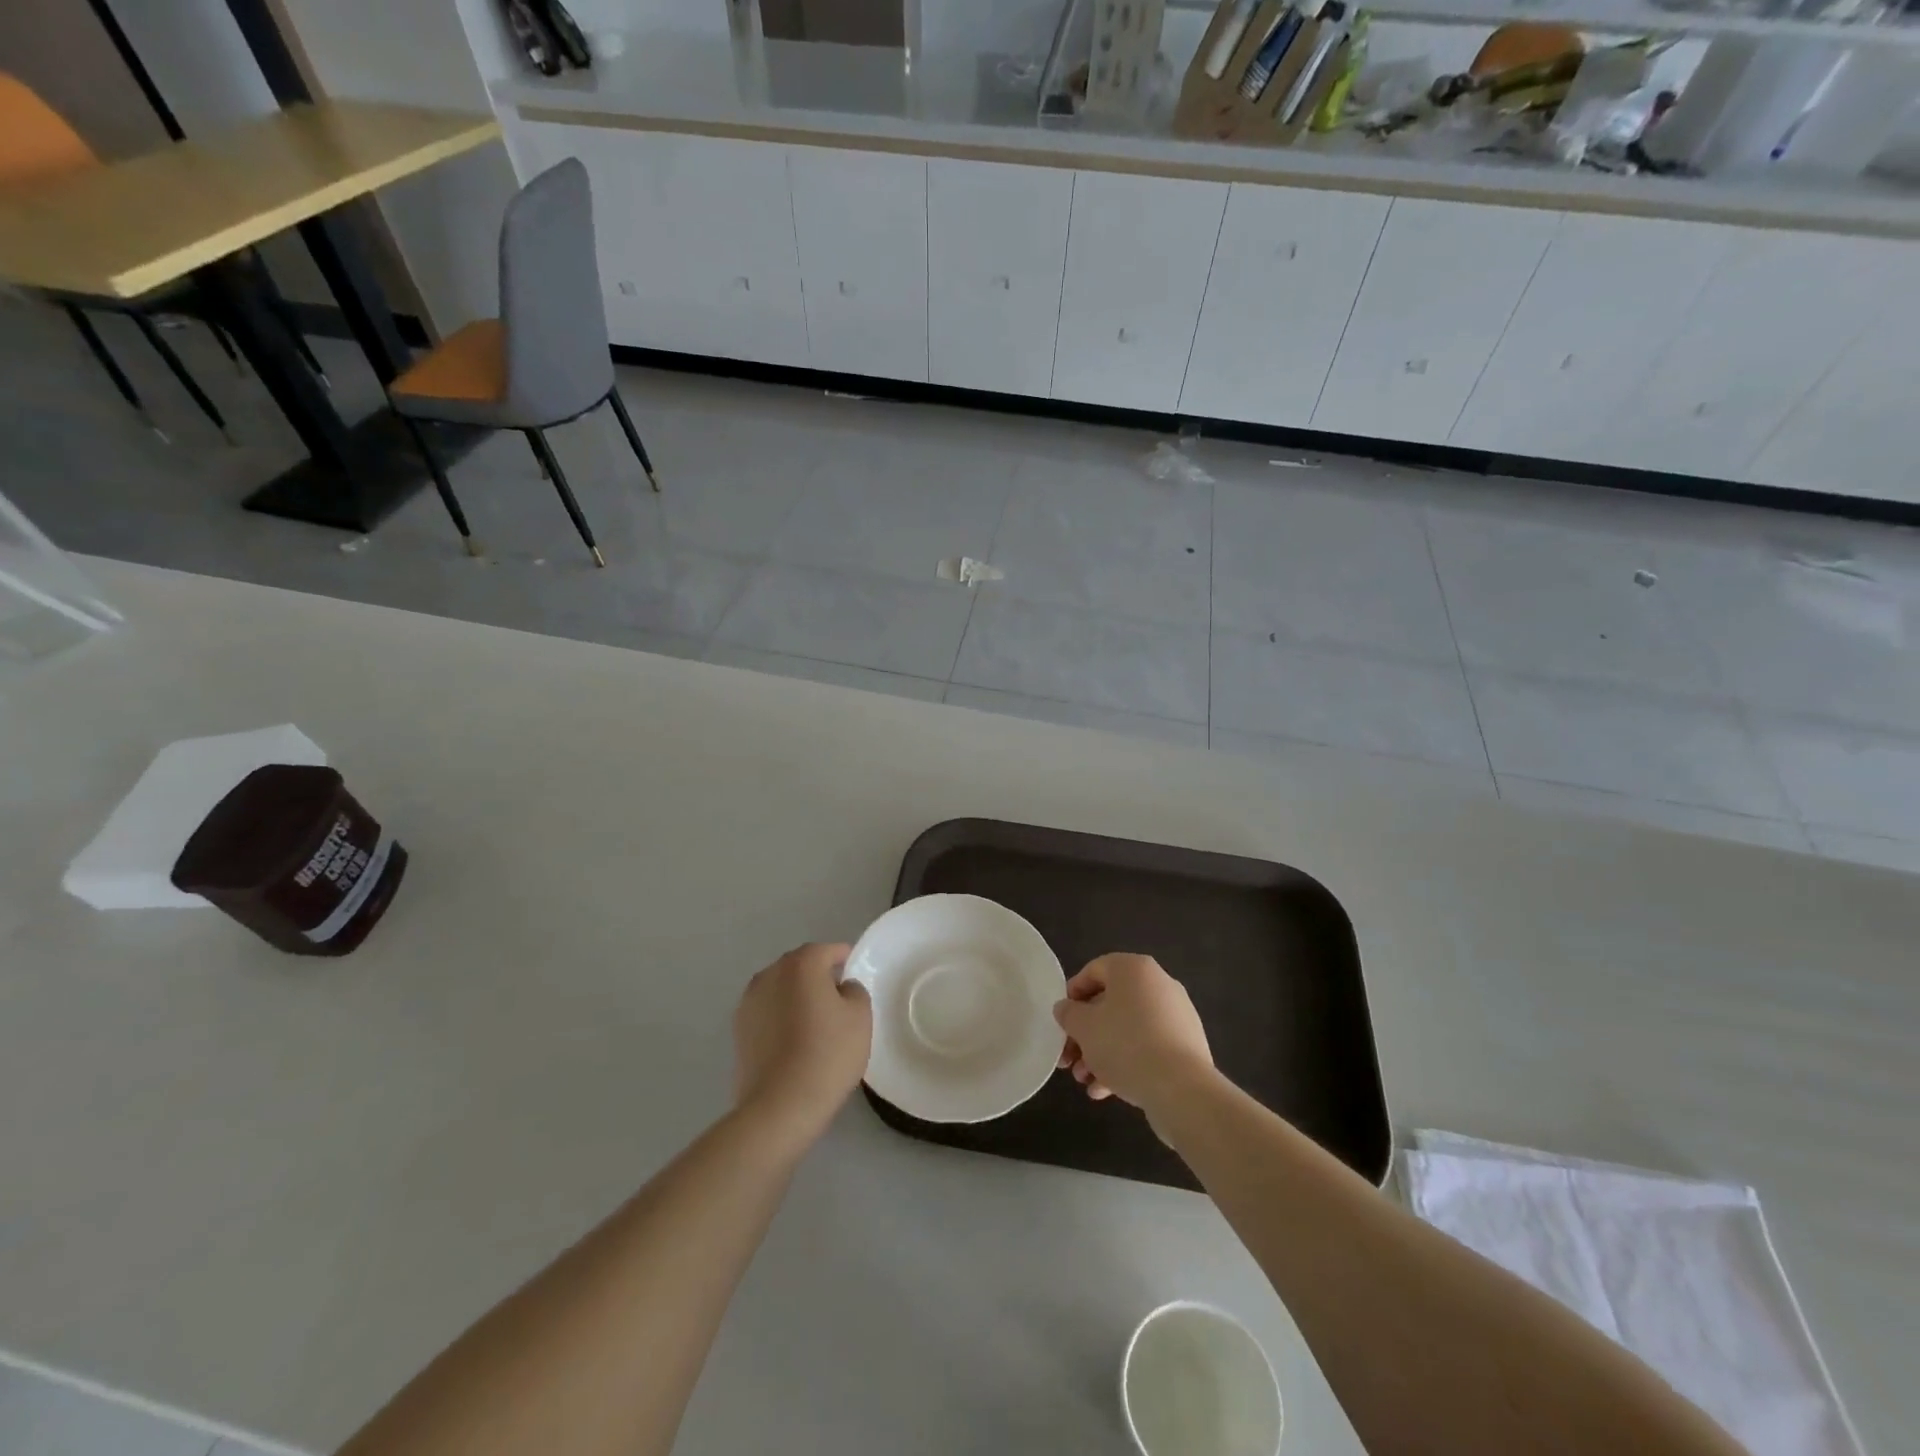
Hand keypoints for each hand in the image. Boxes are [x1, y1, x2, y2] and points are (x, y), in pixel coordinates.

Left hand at [733, 943, 871, 1146]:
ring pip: (780, 989)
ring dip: (796, 997)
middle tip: (838, 999)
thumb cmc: (828, 1054)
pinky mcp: (738, 1030)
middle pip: (800, 966)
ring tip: (814, 1022)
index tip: (854, 972)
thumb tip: (841, 988)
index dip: (843, 958)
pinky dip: (780, 1017)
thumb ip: (854, 990)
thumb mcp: (860, 1017)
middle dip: (818, 976)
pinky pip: (767, 1012)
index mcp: (801, 964)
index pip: (827, 950)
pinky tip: (793, 1041)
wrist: (780, 1105)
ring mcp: (749, 1002)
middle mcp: (770, 974)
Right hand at [1054, 953, 1213, 1115]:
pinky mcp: (1186, 1046)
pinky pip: (1147, 1048)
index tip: (1061, 1021)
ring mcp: (1176, 1016)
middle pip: (1110, 1004)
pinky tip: (1105, 1091)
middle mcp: (1158, 984)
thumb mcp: (1084, 1027)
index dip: (1072, 995)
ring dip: (1101, 1053)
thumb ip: (1068, 1014)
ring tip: (1084, 1081)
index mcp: (1134, 969)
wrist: (1181, 1089)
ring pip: (1127, 1030)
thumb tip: (1066, 1009)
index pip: (1094, 970)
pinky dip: (1125, 1063)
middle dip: (1085, 1034)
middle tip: (1069, 1059)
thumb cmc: (1125, 1045)